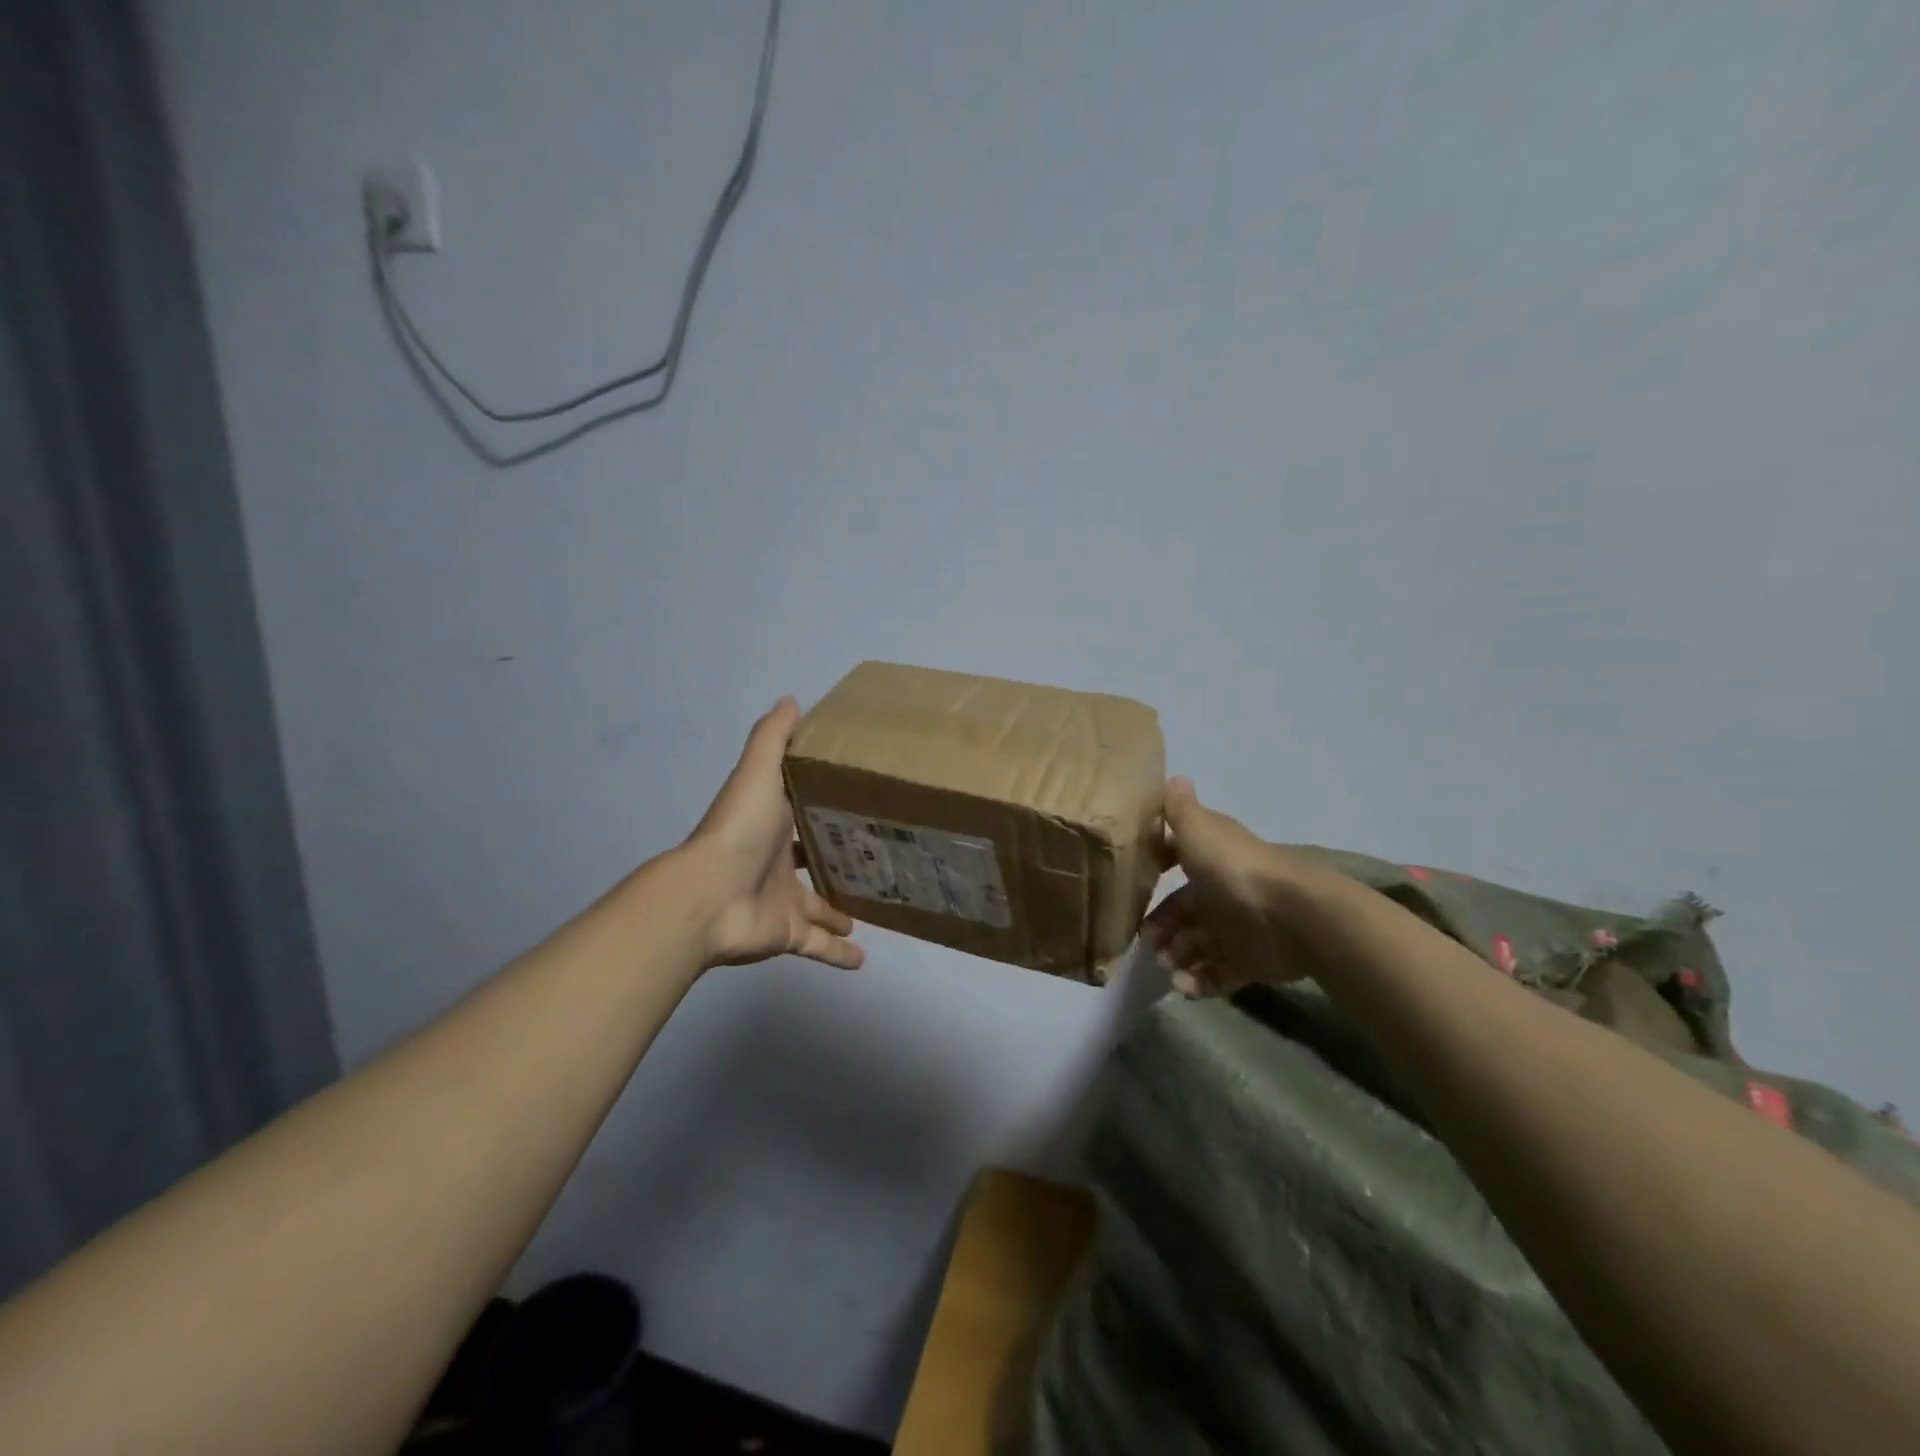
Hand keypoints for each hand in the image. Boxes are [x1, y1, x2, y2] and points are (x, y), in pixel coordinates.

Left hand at [678, 698, 864, 970]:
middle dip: (843, 859)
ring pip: (822, 907)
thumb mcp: (758, 772)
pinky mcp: (788, 934)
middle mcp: (780, 862)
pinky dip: (839, 954)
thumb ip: (773, 739)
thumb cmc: (739, 830)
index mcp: (775, 823)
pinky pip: (818, 946)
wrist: (708, 895)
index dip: (829, 806)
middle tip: (883, 856)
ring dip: (844, 909)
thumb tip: (791, 700)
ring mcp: (784, 901)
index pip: (806, 811)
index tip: (864, 800)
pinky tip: (864, 959)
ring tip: (878, 904)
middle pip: (818, 860)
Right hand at [1142, 776, 1336, 996]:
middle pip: (1185, 911)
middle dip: (1162, 927)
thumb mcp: (1198, 829)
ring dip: (1177, 957)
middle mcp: (1222, 891)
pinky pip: (1218, 975)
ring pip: (1198, 945)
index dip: (1156, 871)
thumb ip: (1180, 809)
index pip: (1177, 861)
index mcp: (1210, 858)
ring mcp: (1237, 928)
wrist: (1291, 915)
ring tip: (1167, 967)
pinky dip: (1199, 982)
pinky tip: (1183, 987)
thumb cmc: (1234, 868)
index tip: (1133, 885)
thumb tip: (1174, 776)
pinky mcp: (1250, 962)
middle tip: (1147, 943)